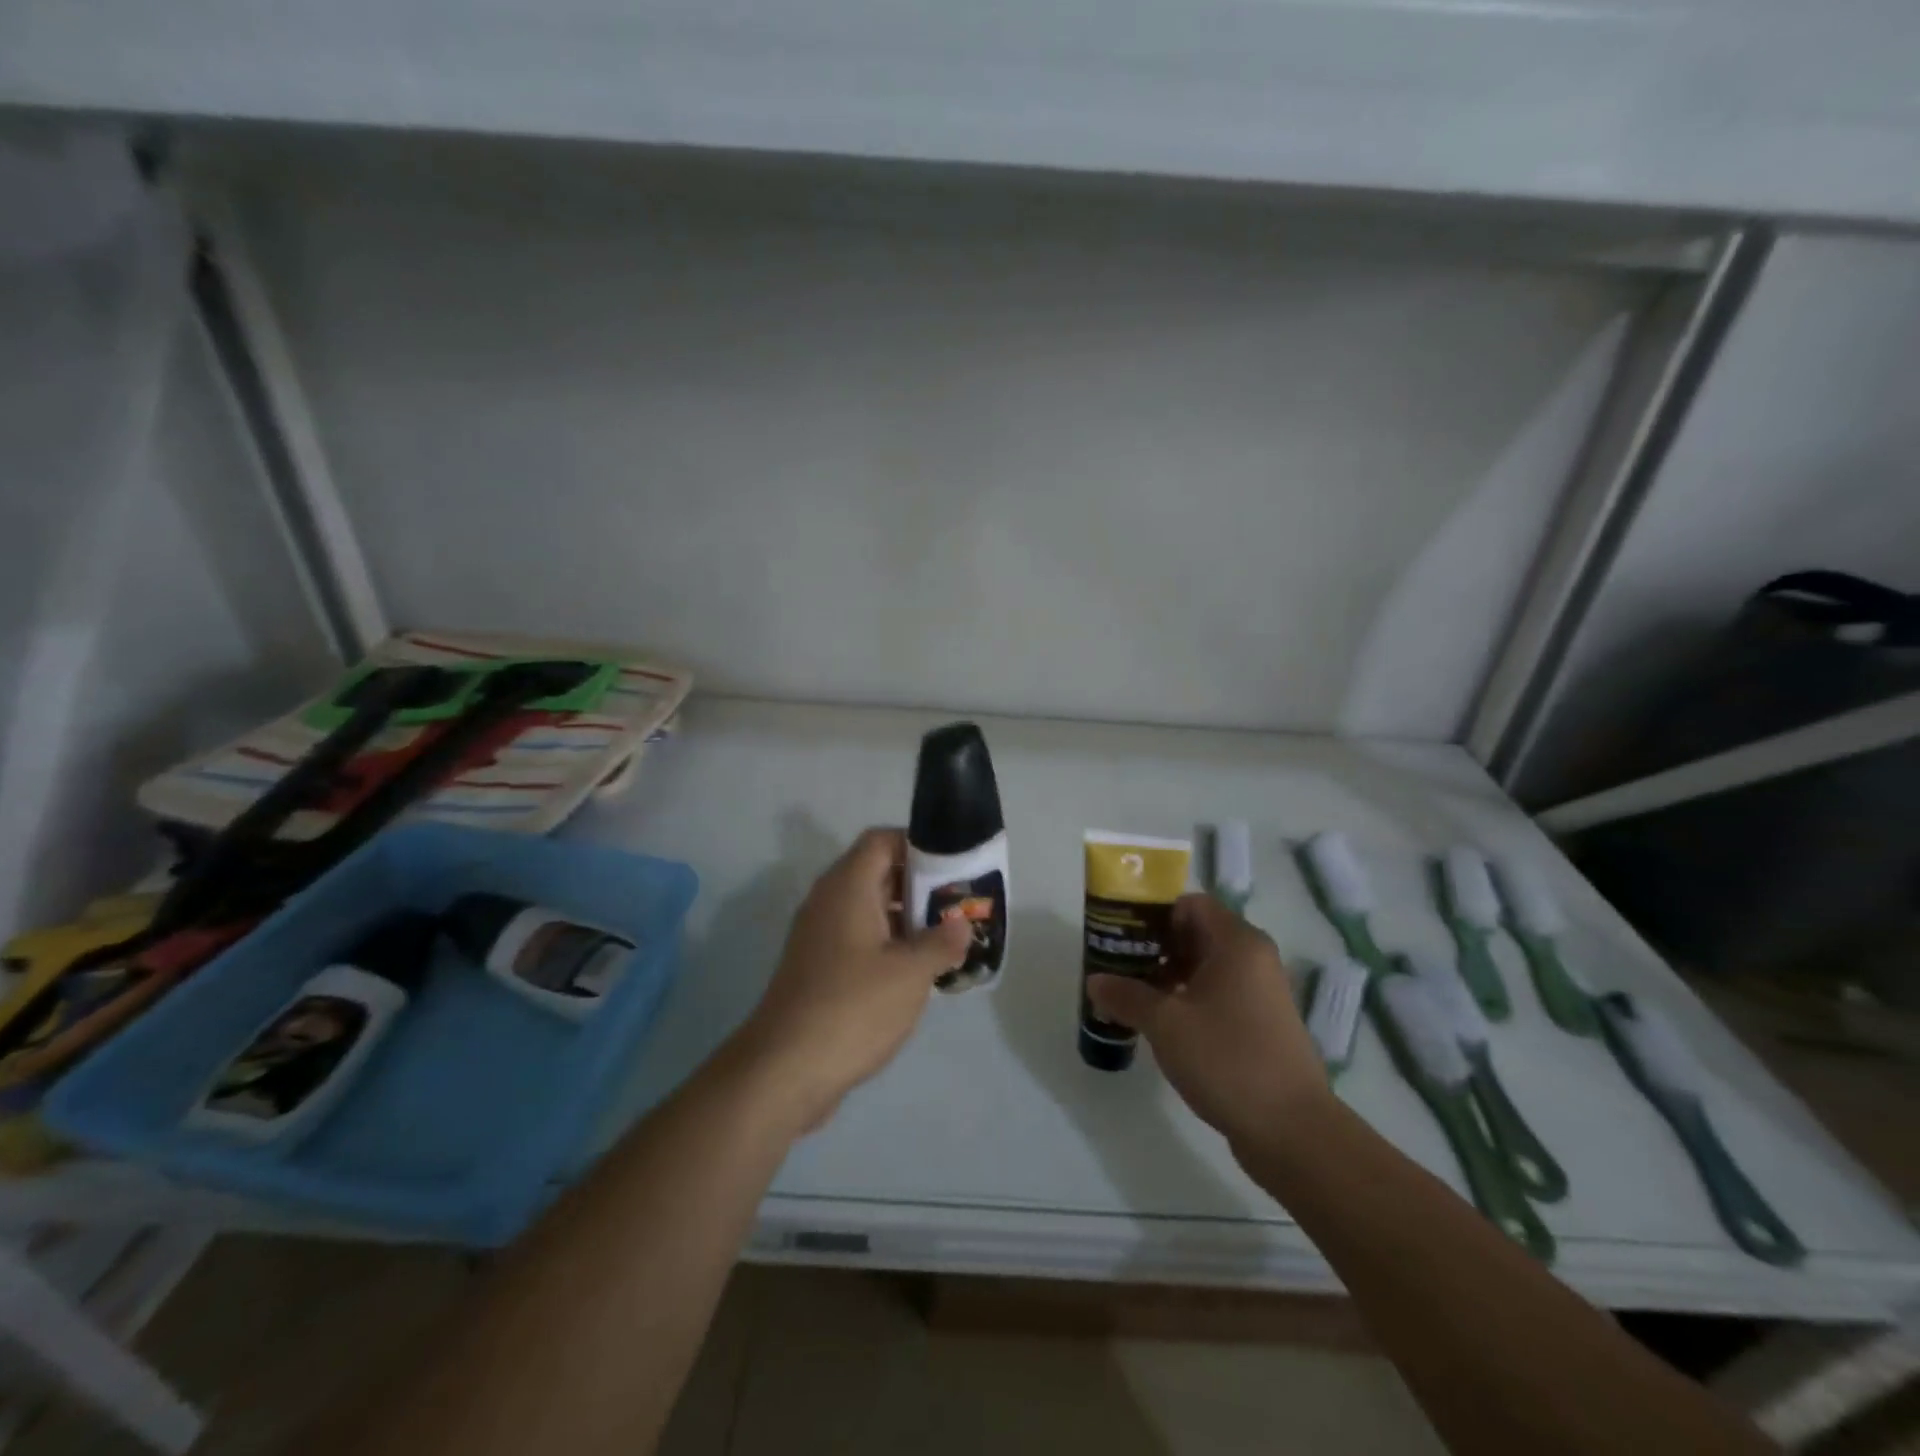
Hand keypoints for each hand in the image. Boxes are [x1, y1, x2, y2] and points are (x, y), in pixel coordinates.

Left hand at [733, 827, 971, 1134]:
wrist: (784, 1069)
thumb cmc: (852, 1007)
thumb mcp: (910, 973)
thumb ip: (942, 942)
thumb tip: (961, 925)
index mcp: (848, 887)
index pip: (882, 840)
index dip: (918, 845)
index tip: (952, 867)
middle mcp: (829, 901)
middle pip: (878, 872)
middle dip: (920, 885)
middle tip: (958, 906)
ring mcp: (820, 935)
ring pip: (870, 909)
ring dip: (907, 919)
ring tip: (947, 939)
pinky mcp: (819, 967)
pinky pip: (860, 938)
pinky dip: (889, 944)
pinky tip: (917, 972)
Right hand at [1086, 894, 1329, 1155]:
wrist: (1292, 1131)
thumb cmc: (1227, 1059)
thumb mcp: (1165, 1024)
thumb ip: (1126, 995)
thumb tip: (1095, 981)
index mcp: (1237, 943)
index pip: (1189, 904)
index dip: (1152, 914)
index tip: (1120, 935)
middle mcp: (1254, 958)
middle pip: (1196, 933)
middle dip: (1154, 947)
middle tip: (1118, 967)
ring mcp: (1261, 992)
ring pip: (1206, 966)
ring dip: (1168, 976)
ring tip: (1132, 998)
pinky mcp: (1262, 1023)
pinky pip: (1218, 994)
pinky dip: (1189, 999)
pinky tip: (1161, 1025)